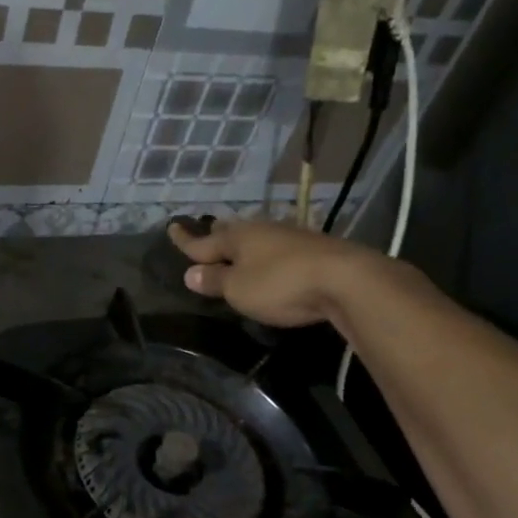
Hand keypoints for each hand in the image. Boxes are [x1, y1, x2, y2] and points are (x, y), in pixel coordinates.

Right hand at [170, 218, 369, 327]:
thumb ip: (215, 281)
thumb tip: (191, 273)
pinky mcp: (314, 251)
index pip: (203, 241)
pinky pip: (279, 249)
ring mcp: (291, 238)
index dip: (185, 240)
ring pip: (258, 238)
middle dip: (217, 235)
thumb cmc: (280, 284)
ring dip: (245, 244)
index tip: (171, 228)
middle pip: (232, 232)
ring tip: (236, 249)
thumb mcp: (239, 289)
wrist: (346, 280)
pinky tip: (271, 259)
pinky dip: (268, 254)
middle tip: (207, 232)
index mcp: (238, 238)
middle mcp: (262, 231)